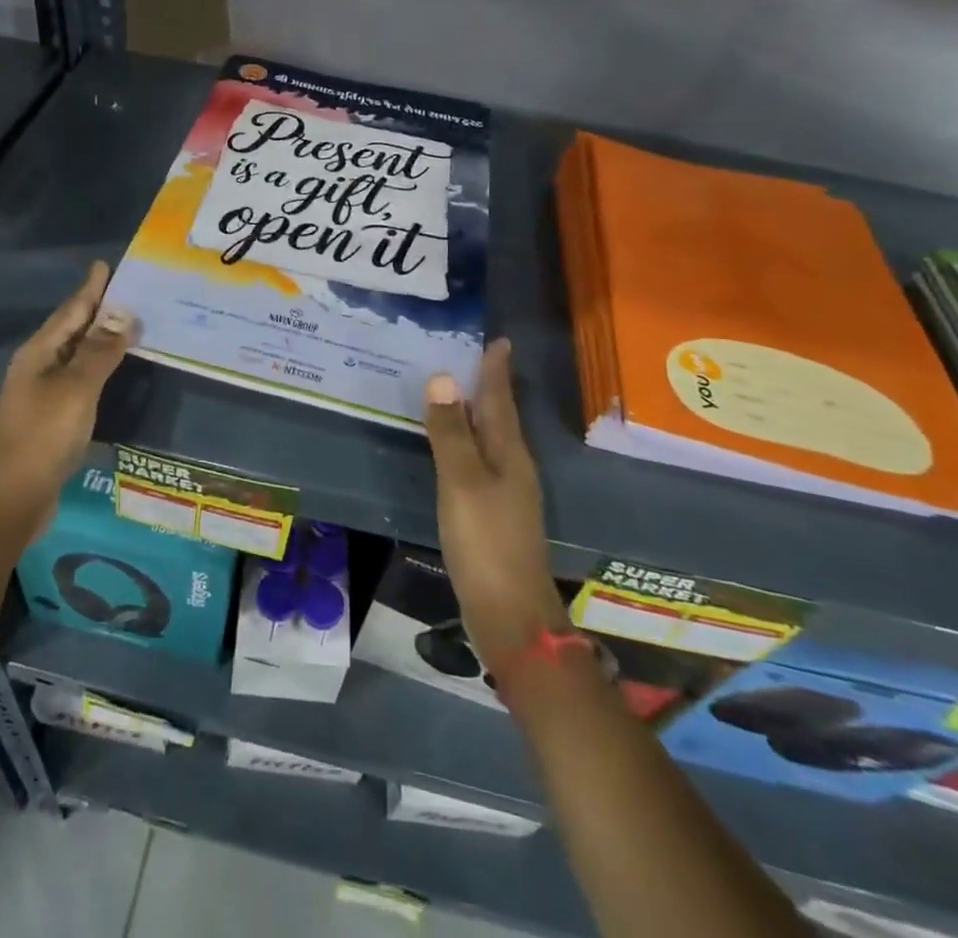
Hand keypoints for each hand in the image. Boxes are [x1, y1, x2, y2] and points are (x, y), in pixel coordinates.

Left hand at [0, 262, 136, 525]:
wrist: (9, 499)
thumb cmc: (42, 437)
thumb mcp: (75, 389)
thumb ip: (99, 351)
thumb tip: (123, 312)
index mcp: (39, 354)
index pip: (70, 311)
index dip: (90, 289)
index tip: (105, 265)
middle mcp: (38, 367)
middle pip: (71, 330)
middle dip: (97, 310)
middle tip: (129, 292)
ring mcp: (43, 394)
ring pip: (76, 356)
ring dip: (100, 339)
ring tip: (129, 325)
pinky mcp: (52, 419)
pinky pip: (80, 380)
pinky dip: (99, 368)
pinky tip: (114, 371)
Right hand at [424, 339, 569, 668]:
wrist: (511, 615)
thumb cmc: (486, 542)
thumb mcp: (462, 482)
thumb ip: (450, 433)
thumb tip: (443, 377)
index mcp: (509, 454)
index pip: (500, 400)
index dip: (496, 371)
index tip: (499, 341)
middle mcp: (514, 468)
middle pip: (499, 418)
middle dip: (488, 387)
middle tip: (473, 358)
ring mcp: (507, 494)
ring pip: (491, 441)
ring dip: (476, 415)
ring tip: (458, 395)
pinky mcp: (495, 516)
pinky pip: (481, 464)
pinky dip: (468, 445)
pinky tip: (454, 451)